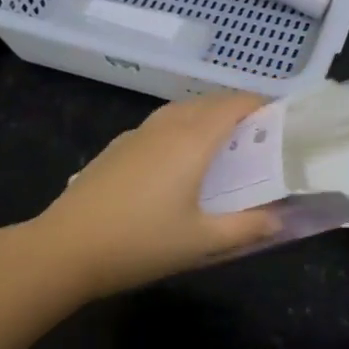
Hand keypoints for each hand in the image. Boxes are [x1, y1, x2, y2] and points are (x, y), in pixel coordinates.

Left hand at [31, 92, 282, 298]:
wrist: (66, 247)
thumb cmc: (141, 243)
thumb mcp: (201, 242)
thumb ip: (246, 227)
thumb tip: (282, 217)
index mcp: (193, 139)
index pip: (235, 104)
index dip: (261, 104)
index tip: (281, 118)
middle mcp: (169, 125)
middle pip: (210, 102)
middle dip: (238, 109)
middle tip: (259, 135)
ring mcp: (139, 132)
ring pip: (184, 109)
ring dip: (208, 115)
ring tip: (223, 142)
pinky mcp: (119, 144)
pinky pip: (162, 122)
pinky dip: (183, 126)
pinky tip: (178, 157)